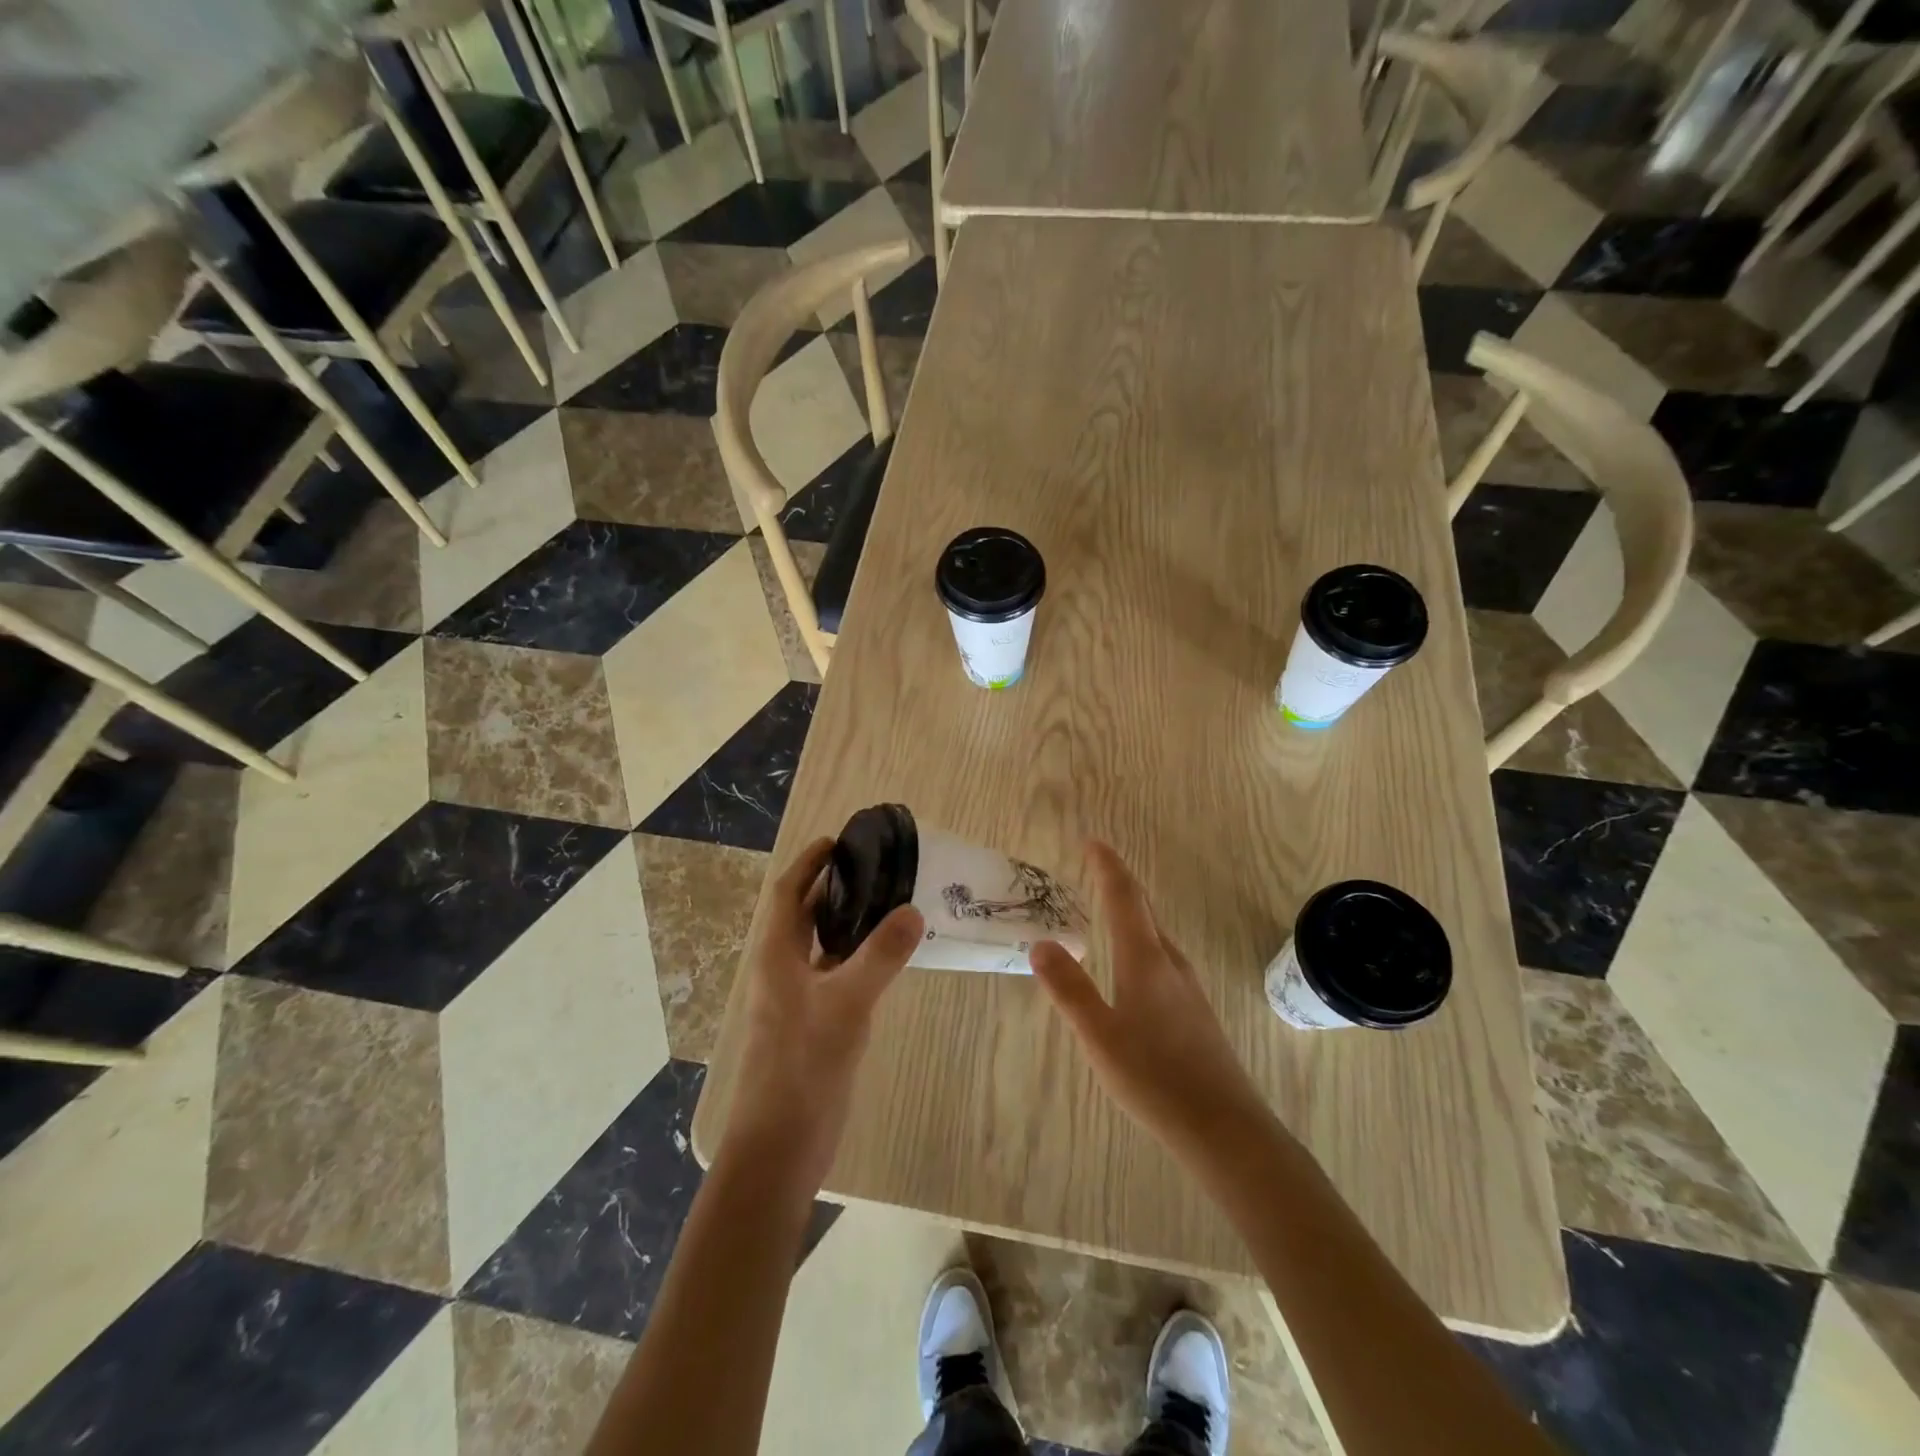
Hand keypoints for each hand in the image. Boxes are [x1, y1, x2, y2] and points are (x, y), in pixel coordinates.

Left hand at [721, 837, 923, 1190]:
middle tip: (875, 868)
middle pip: (802, 915)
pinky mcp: (812, 1026)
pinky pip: (834, 975)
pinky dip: (855, 958)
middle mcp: (781, 970)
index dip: (808, 864)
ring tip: (886, 903)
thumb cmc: (803, 1065)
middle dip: (831, 888)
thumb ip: (881, 955)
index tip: (838, 841)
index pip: (787, 893)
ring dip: (845, 922)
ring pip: (820, 946)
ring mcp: (795, 1000)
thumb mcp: (846, 1003)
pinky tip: (884, 960)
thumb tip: (913, 910)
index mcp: (776, 955)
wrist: (779, 1146)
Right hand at [1030, 840, 1272, 1160]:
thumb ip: (1069, 988)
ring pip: (1155, 935)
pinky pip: (1162, 957)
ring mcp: (1188, 987)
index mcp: (1145, 960)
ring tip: (1110, 907)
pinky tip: (1134, 965)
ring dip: (1132, 912)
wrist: (1224, 1127)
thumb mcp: (1099, 1035)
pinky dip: (1141, 941)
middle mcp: (1170, 963)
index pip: (1124, 898)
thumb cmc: (1155, 1078)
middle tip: (1096, 866)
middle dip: (1119, 883)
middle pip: (1144, 910)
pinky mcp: (1195, 1011)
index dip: (1108, 866)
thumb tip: (1042, 943)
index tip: (1093, 841)